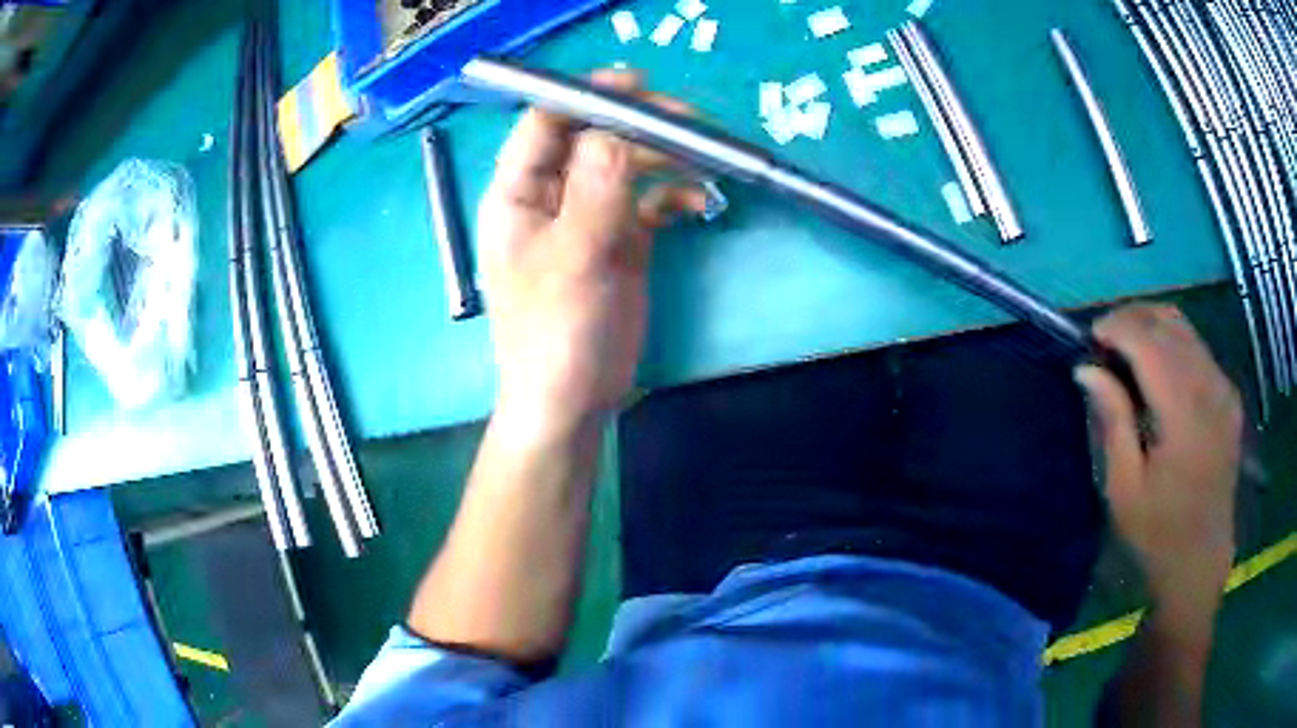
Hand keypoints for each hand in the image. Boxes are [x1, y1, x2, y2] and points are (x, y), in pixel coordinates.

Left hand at [477, 71, 706, 429]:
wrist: (573, 400)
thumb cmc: (555, 333)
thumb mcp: (573, 258)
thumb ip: (595, 189)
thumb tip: (616, 129)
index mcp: (518, 193)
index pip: (545, 122)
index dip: (586, 96)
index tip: (639, 85)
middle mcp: (550, 195)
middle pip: (593, 137)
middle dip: (638, 125)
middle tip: (690, 124)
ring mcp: (587, 216)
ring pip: (625, 164)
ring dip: (664, 156)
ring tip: (706, 160)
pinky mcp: (619, 239)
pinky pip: (648, 199)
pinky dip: (674, 193)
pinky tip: (698, 202)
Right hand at [1075, 305, 1241, 620]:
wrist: (1200, 560)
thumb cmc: (1157, 533)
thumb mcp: (1124, 487)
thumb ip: (1113, 420)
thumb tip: (1086, 368)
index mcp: (1184, 412)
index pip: (1149, 341)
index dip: (1116, 328)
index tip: (1089, 337)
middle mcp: (1210, 387)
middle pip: (1169, 323)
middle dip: (1132, 318)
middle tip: (1103, 340)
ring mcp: (1224, 388)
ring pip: (1185, 328)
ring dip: (1152, 326)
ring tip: (1126, 349)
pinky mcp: (1229, 396)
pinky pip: (1199, 348)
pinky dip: (1173, 343)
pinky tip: (1157, 369)